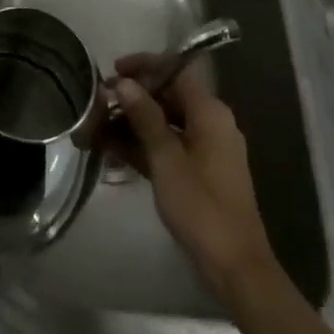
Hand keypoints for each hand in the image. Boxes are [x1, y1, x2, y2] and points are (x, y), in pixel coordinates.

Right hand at [112, 55, 276, 296]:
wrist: (235, 267)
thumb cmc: (201, 206)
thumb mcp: (166, 158)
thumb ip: (145, 116)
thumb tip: (125, 83)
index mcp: (210, 113)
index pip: (176, 71)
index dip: (145, 66)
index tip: (113, 71)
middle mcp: (212, 123)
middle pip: (169, 96)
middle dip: (133, 98)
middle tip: (99, 104)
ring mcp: (207, 149)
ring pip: (166, 123)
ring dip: (134, 124)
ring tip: (98, 130)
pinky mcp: (201, 172)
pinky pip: (169, 146)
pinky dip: (145, 146)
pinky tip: (114, 153)